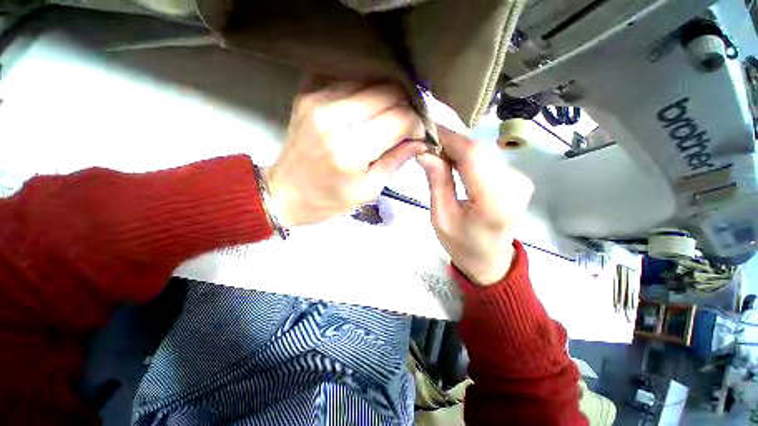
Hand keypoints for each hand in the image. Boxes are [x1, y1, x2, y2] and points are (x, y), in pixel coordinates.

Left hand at [265, 76, 425, 226]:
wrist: (283, 193)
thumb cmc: (327, 201)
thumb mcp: (367, 191)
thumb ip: (395, 161)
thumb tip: (420, 141)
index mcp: (349, 151)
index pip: (398, 119)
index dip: (416, 124)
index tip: (417, 134)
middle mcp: (333, 118)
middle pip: (386, 92)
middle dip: (405, 106)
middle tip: (406, 124)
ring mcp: (317, 100)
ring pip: (370, 80)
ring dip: (386, 97)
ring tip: (389, 116)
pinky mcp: (307, 93)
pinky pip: (347, 78)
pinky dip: (365, 90)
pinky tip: (368, 107)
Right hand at [418, 127, 533, 285]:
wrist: (491, 261)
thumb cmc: (462, 245)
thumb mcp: (441, 217)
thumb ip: (437, 182)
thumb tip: (425, 151)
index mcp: (494, 201)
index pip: (472, 155)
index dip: (448, 138)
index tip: (426, 130)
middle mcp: (515, 185)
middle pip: (478, 150)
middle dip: (450, 143)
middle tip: (427, 146)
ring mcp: (521, 180)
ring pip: (482, 152)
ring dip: (458, 150)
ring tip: (438, 157)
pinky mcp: (518, 179)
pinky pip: (488, 159)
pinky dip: (468, 157)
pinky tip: (454, 165)